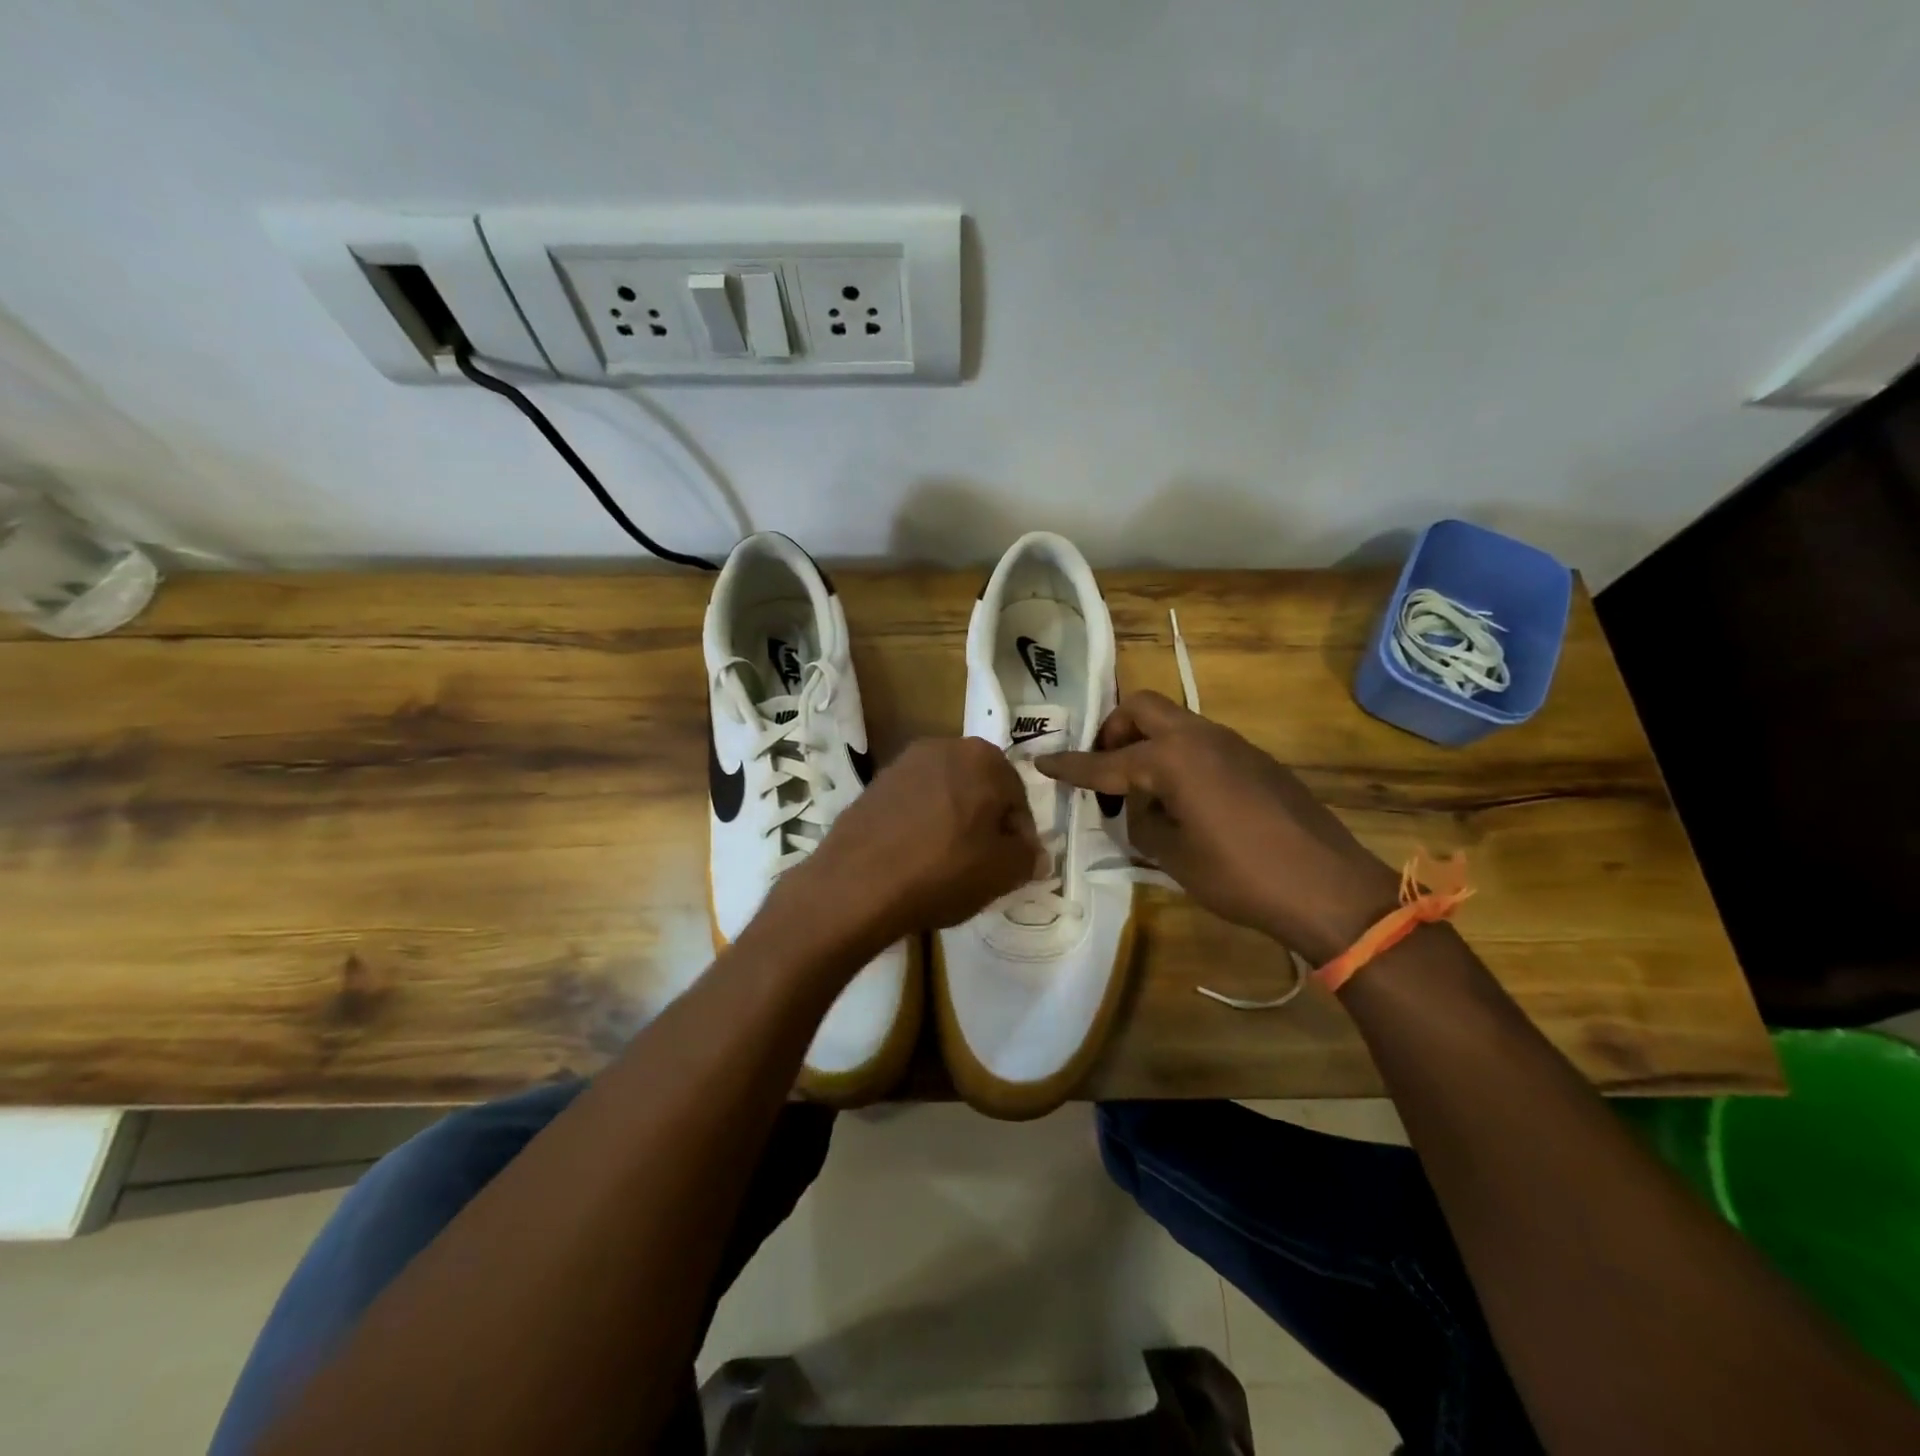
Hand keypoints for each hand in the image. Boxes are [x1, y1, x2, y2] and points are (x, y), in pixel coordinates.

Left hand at [777, 736, 1040, 950]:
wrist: (857, 883)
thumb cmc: (943, 871)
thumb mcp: (1003, 872)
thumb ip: (1028, 857)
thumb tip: (1033, 854)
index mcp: (984, 757)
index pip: (1017, 798)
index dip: (1019, 836)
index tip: (1011, 866)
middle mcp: (944, 746)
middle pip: (980, 789)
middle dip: (985, 823)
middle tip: (981, 864)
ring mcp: (904, 762)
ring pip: (946, 794)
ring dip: (952, 821)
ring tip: (945, 863)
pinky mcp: (874, 783)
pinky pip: (913, 803)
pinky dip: (921, 823)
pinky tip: (914, 857)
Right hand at [1038, 691, 1398, 963]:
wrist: (1328, 887)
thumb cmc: (1240, 876)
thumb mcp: (1174, 856)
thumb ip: (1144, 823)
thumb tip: (1139, 809)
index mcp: (1173, 759)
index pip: (1107, 762)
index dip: (1071, 767)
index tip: (1042, 762)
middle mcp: (1201, 737)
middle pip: (1142, 708)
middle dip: (1114, 731)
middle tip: (1105, 770)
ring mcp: (1233, 744)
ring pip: (1175, 722)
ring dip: (1147, 743)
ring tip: (1142, 792)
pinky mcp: (1256, 760)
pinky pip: (1202, 743)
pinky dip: (1178, 758)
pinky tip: (1184, 801)